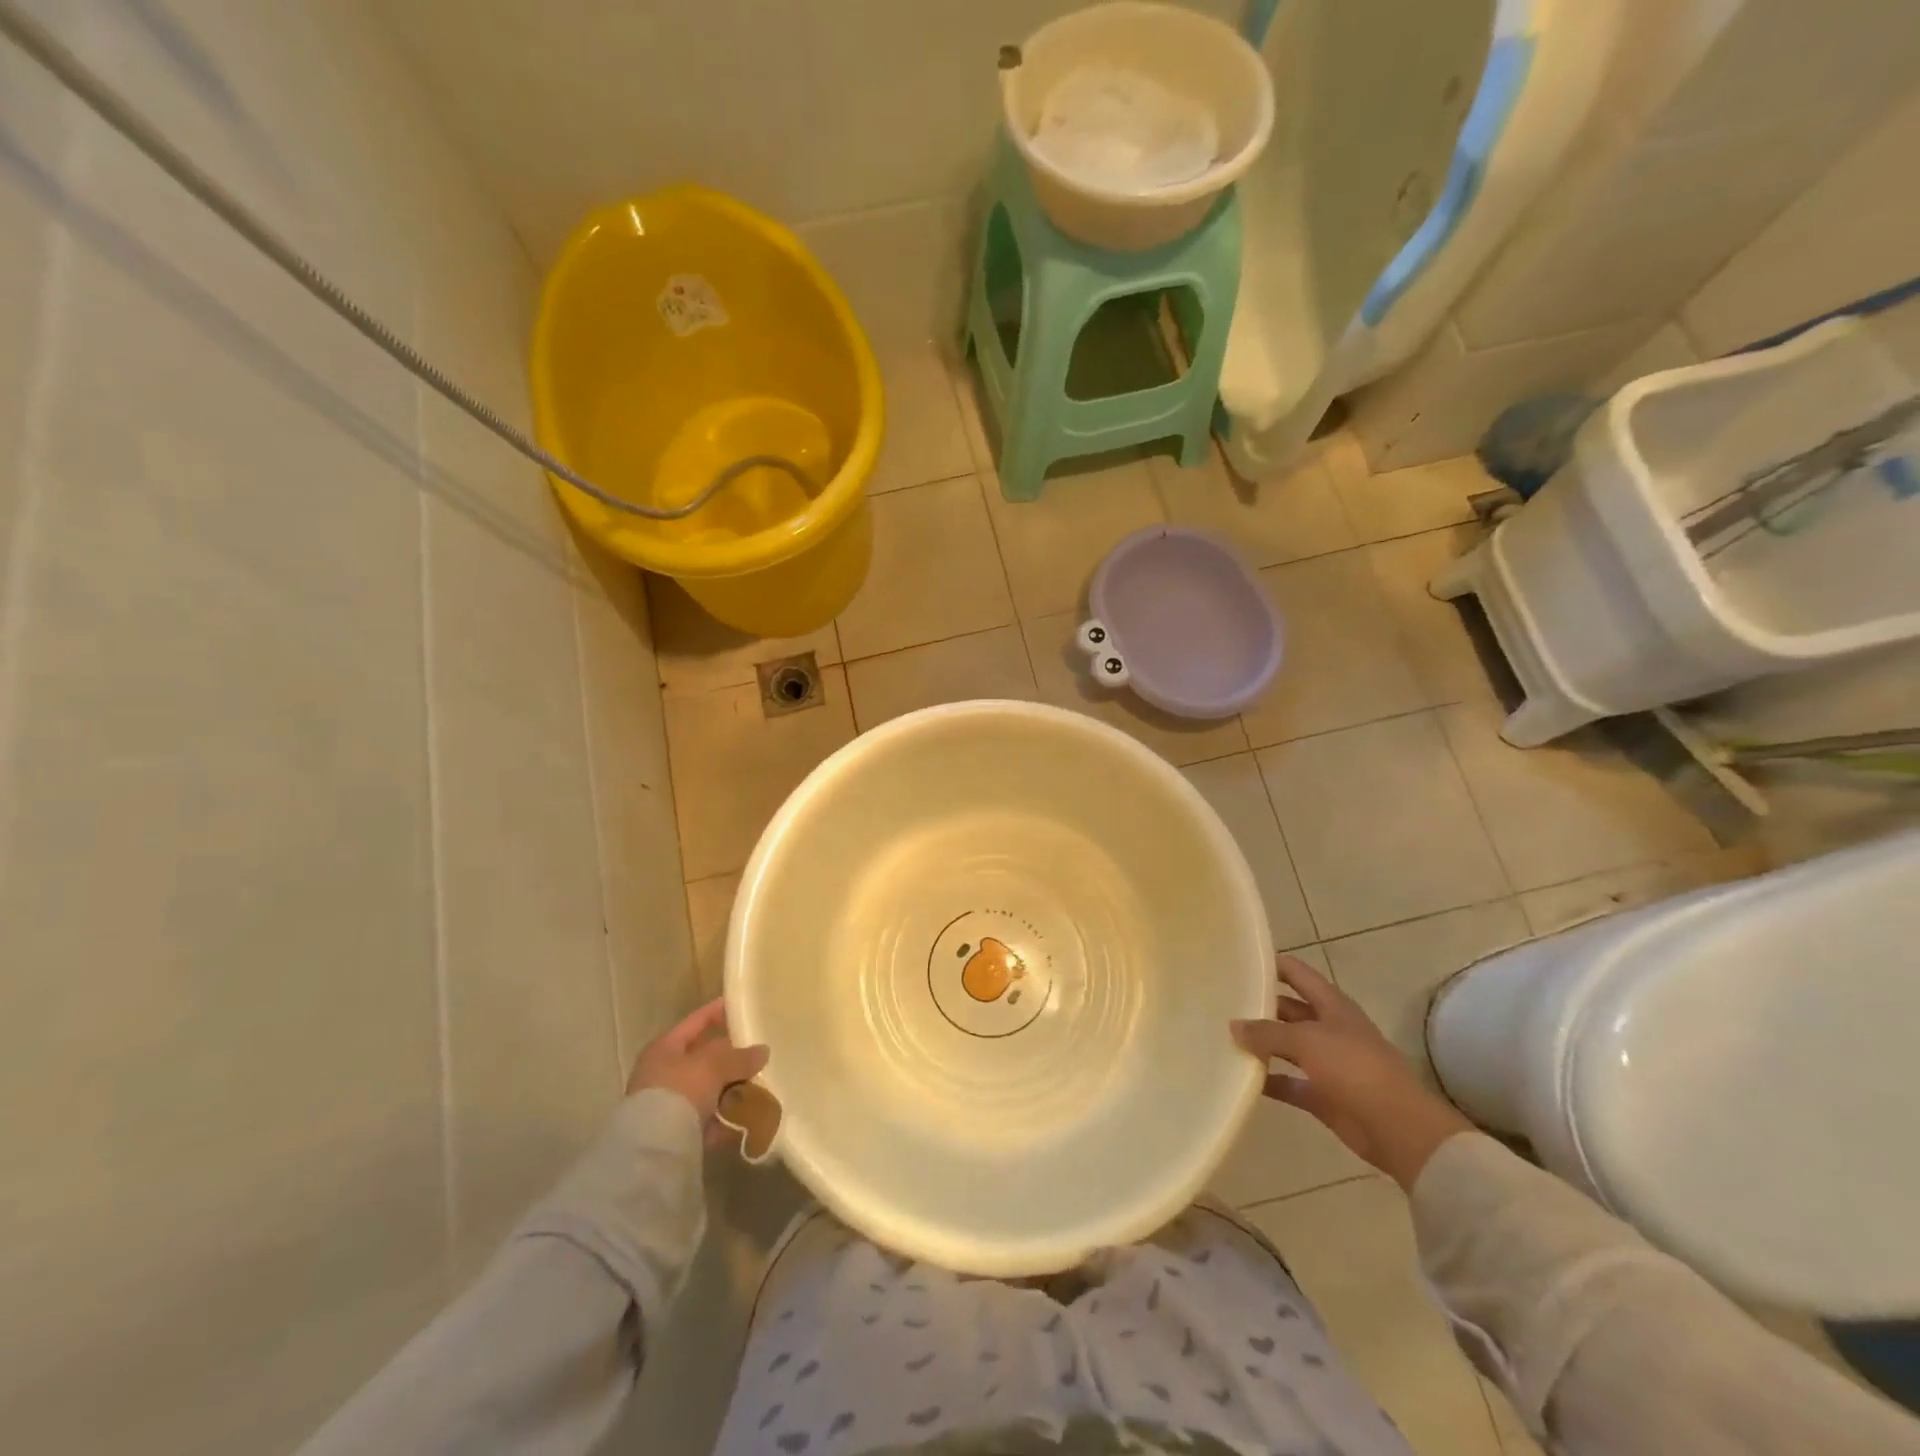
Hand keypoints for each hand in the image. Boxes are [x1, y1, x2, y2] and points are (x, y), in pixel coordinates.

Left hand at [627, 998, 768, 1145]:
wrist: (653, 1146)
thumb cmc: (679, 1090)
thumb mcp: (713, 1066)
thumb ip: (739, 1057)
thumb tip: (763, 1051)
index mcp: (664, 1049)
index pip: (694, 1022)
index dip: (716, 1012)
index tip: (738, 1006)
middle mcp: (662, 1074)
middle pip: (701, 1060)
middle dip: (729, 1058)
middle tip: (756, 1054)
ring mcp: (667, 1105)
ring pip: (706, 1091)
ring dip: (729, 1090)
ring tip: (758, 1087)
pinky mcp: (675, 1133)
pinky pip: (707, 1120)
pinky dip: (725, 1119)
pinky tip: (747, 1119)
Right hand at [1231, 954, 1471, 1189]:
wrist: (1397, 1128)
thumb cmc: (1354, 1068)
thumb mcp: (1306, 1040)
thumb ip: (1266, 1032)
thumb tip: (1234, 1026)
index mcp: (1332, 1006)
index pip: (1298, 974)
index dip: (1272, 964)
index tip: (1240, 961)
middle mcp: (1330, 1029)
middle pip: (1290, 1010)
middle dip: (1261, 1005)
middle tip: (1223, 1001)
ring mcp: (1328, 1064)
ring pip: (1287, 1047)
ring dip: (1262, 1044)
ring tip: (1225, 1036)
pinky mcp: (1323, 1096)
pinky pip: (1289, 1083)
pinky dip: (1269, 1080)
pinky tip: (1242, 1077)